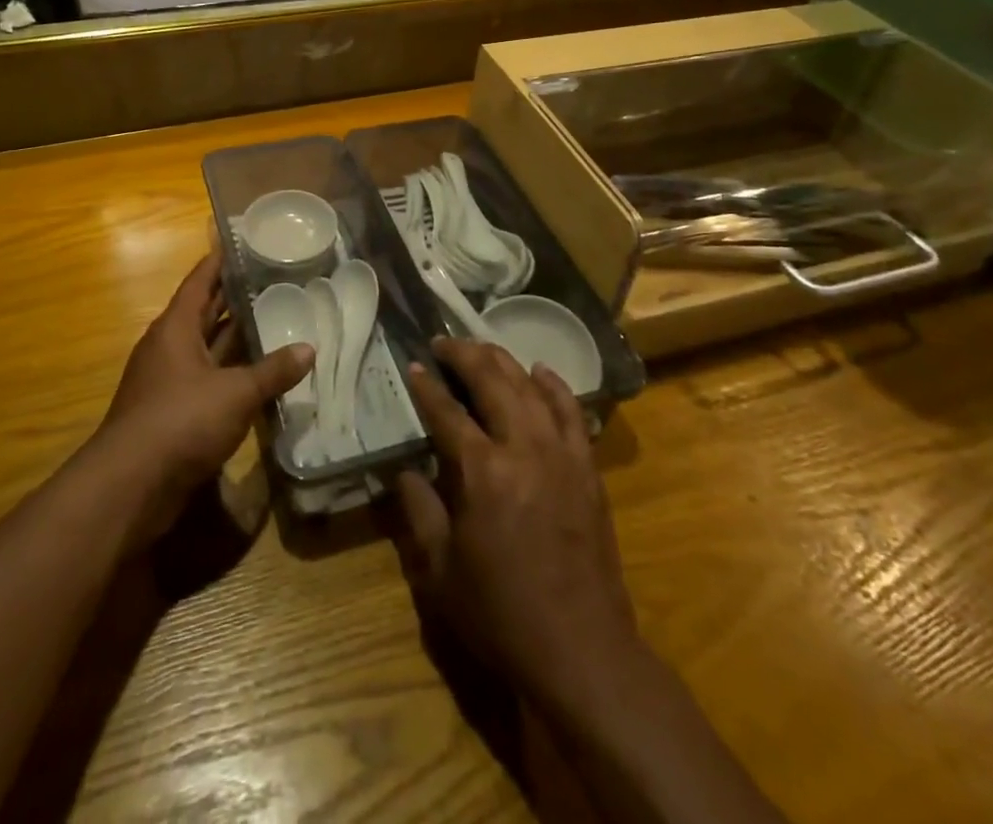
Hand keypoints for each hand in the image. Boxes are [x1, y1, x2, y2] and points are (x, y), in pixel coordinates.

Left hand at [94, 253, 312, 547]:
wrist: (130, 486)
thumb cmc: (181, 420)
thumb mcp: (235, 392)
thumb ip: (273, 371)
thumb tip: (309, 349)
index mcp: (175, 328)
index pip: (200, 281)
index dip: (219, 261)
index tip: (241, 242)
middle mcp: (169, 348)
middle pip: (205, 313)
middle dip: (235, 299)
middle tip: (273, 281)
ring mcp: (169, 382)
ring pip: (209, 350)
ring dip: (237, 340)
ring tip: (276, 322)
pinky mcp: (173, 413)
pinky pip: (208, 381)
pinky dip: (233, 375)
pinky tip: (261, 377)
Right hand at [393, 337, 638, 708]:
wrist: (581, 649)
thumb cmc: (501, 613)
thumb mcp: (441, 571)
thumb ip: (419, 510)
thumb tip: (404, 470)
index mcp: (482, 471)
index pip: (447, 411)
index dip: (426, 385)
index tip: (412, 364)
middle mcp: (523, 448)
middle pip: (492, 381)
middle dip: (463, 355)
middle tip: (443, 342)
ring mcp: (561, 453)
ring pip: (530, 387)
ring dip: (503, 361)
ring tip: (482, 348)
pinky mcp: (587, 467)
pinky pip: (571, 411)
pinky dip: (554, 385)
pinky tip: (540, 371)